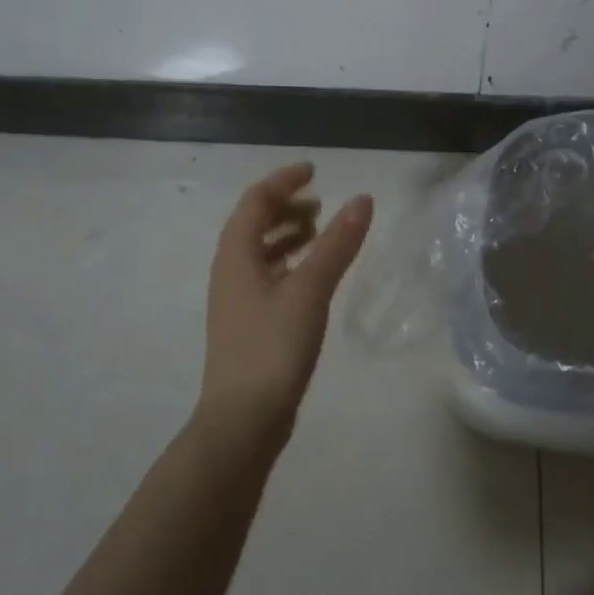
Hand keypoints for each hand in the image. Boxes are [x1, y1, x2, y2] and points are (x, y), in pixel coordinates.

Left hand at [197, 163, 372, 450]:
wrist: (242, 422)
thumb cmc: (273, 348)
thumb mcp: (309, 290)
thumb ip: (337, 244)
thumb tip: (363, 199)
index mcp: (236, 255)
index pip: (256, 200)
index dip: (283, 181)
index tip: (314, 171)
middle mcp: (230, 271)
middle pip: (253, 223)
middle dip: (286, 206)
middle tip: (321, 203)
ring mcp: (237, 300)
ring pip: (259, 251)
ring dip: (287, 234)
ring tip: (320, 232)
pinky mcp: (248, 325)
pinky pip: (267, 275)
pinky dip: (289, 262)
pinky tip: (311, 276)